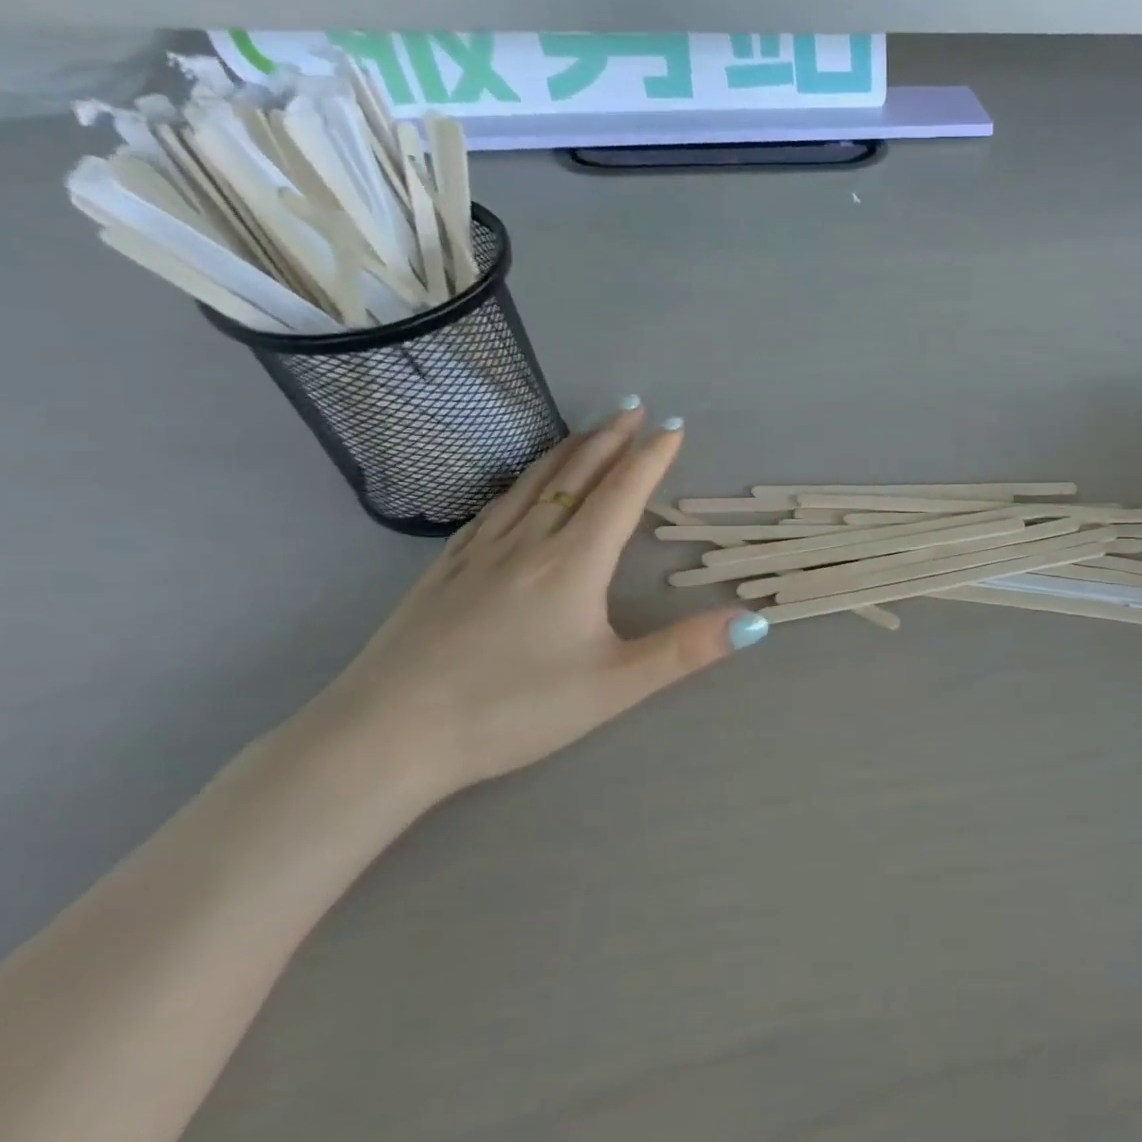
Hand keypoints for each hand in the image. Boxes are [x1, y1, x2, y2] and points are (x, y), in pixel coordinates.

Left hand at [300, 402, 766, 801]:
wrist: (386, 736)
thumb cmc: (512, 709)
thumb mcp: (614, 686)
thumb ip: (685, 650)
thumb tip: (755, 620)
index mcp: (573, 563)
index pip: (622, 495)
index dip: (651, 458)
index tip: (673, 425)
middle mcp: (528, 543)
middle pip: (575, 476)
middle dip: (609, 438)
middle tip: (632, 405)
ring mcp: (479, 553)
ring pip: (530, 484)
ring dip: (565, 451)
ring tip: (586, 429)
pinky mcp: (443, 571)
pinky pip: (492, 508)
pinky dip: (518, 482)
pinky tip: (517, 487)